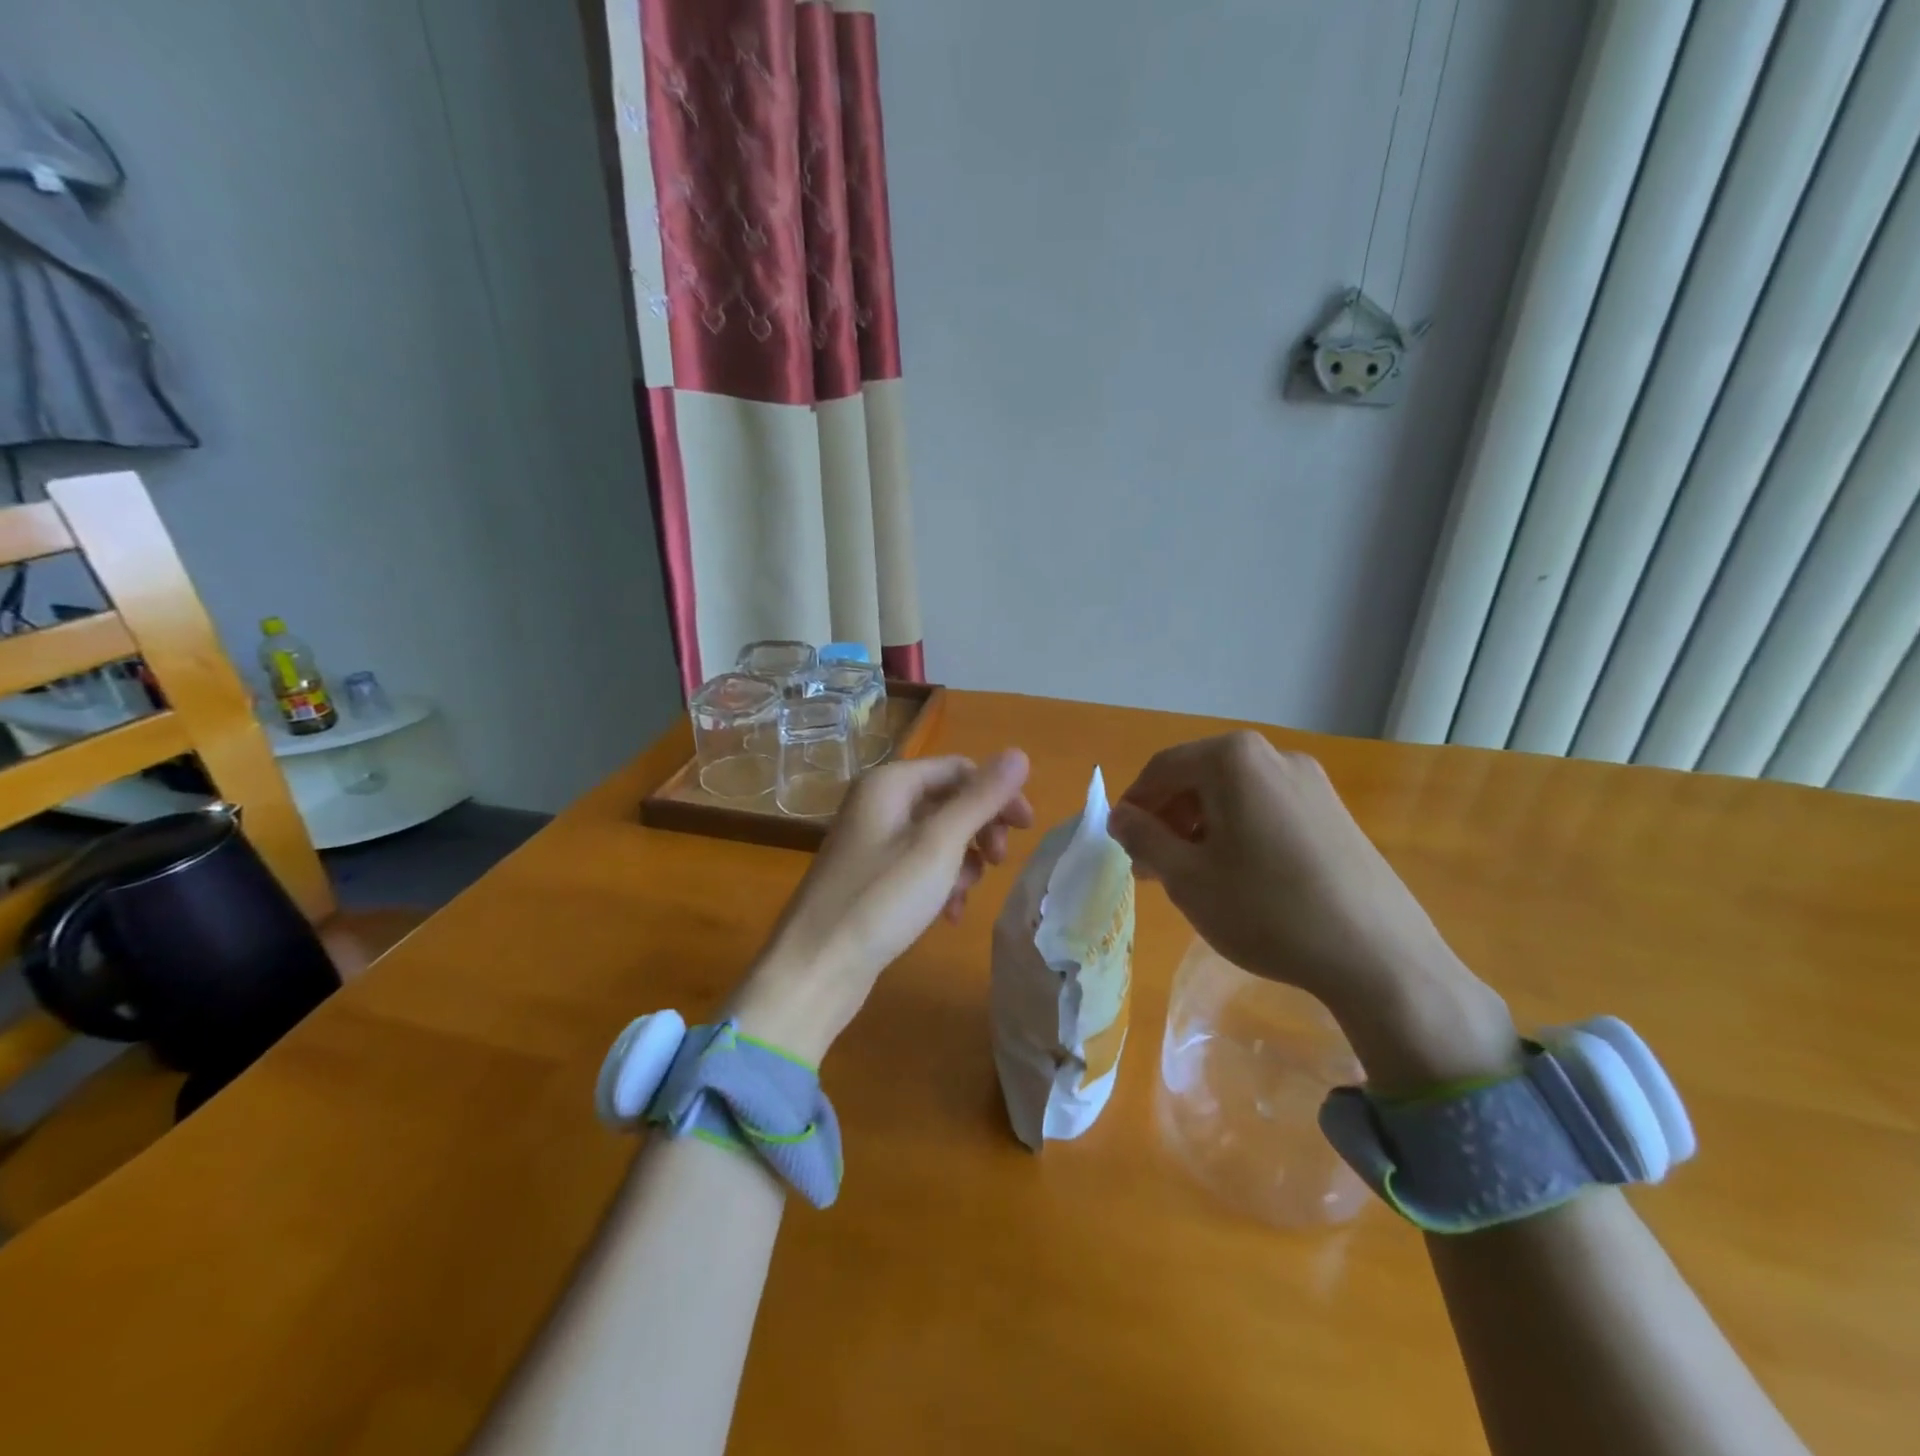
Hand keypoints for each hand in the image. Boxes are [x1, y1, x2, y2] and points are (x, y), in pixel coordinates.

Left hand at [729, 751, 1033, 1063]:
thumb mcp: (939, 845)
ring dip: (962, 860)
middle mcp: (878, 803)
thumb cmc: (881, 900)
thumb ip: (981, 799)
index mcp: (890, 783)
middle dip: (979, 829)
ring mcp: (871, 841)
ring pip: (937, 836)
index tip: (1027, 829)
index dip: (997, 793)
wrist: (815, 968)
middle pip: (948, 800)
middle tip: (998, 862)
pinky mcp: (870, 876)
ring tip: (965, 894)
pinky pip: (918, 865)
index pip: (959, 769)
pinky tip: (948, 913)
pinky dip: (940, 882)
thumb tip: (1019, 753)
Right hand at [1109, 732, 1515, 1092]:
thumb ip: (1143, 837)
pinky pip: (1266, 809)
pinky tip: (1238, 876)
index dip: (1134, 805)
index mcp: (1233, 759)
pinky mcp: (1333, 812)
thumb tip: (1121, 816)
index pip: (1162, 769)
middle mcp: (1273, 756)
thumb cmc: (1265, 910)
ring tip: (1191, 876)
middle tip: (1151, 867)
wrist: (1377, 956)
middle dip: (1168, 818)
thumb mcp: (1186, 876)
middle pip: (1199, 778)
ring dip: (1200, 827)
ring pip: (1233, 795)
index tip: (1121, 845)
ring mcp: (1311, 782)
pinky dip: (1238, 832)